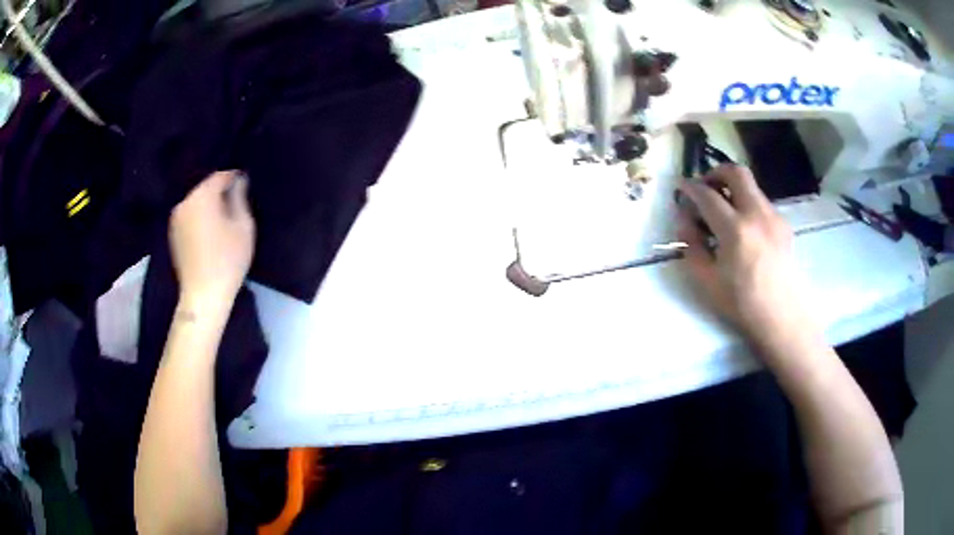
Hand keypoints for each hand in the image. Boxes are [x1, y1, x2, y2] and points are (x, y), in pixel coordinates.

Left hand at [169, 171, 254, 309]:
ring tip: (223, 217)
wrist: (203, 296)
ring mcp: (175, 218)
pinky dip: (199, 216)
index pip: (220, 175)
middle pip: (205, 187)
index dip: (235, 178)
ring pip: (196, 201)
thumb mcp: (243, 226)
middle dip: (220, 191)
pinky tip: (210, 230)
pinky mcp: (173, 233)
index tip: (246, 186)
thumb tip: (239, 180)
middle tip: (235, 203)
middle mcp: (184, 201)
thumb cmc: (227, 259)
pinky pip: (189, 215)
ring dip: (209, 204)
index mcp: (202, 195)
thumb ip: (240, 198)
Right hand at [677, 165, 813, 350]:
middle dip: (715, 172)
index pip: (707, 195)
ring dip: (733, 189)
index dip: (689, 187)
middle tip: (705, 186)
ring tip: (723, 211)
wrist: (782, 317)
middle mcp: (757, 214)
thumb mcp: (706, 280)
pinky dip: (747, 204)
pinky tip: (744, 228)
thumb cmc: (742, 303)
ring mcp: (774, 216)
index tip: (680, 187)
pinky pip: (761, 202)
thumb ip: (691, 245)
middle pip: (735, 172)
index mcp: (735, 229)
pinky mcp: (784, 224)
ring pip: (751, 186)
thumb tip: (684, 220)